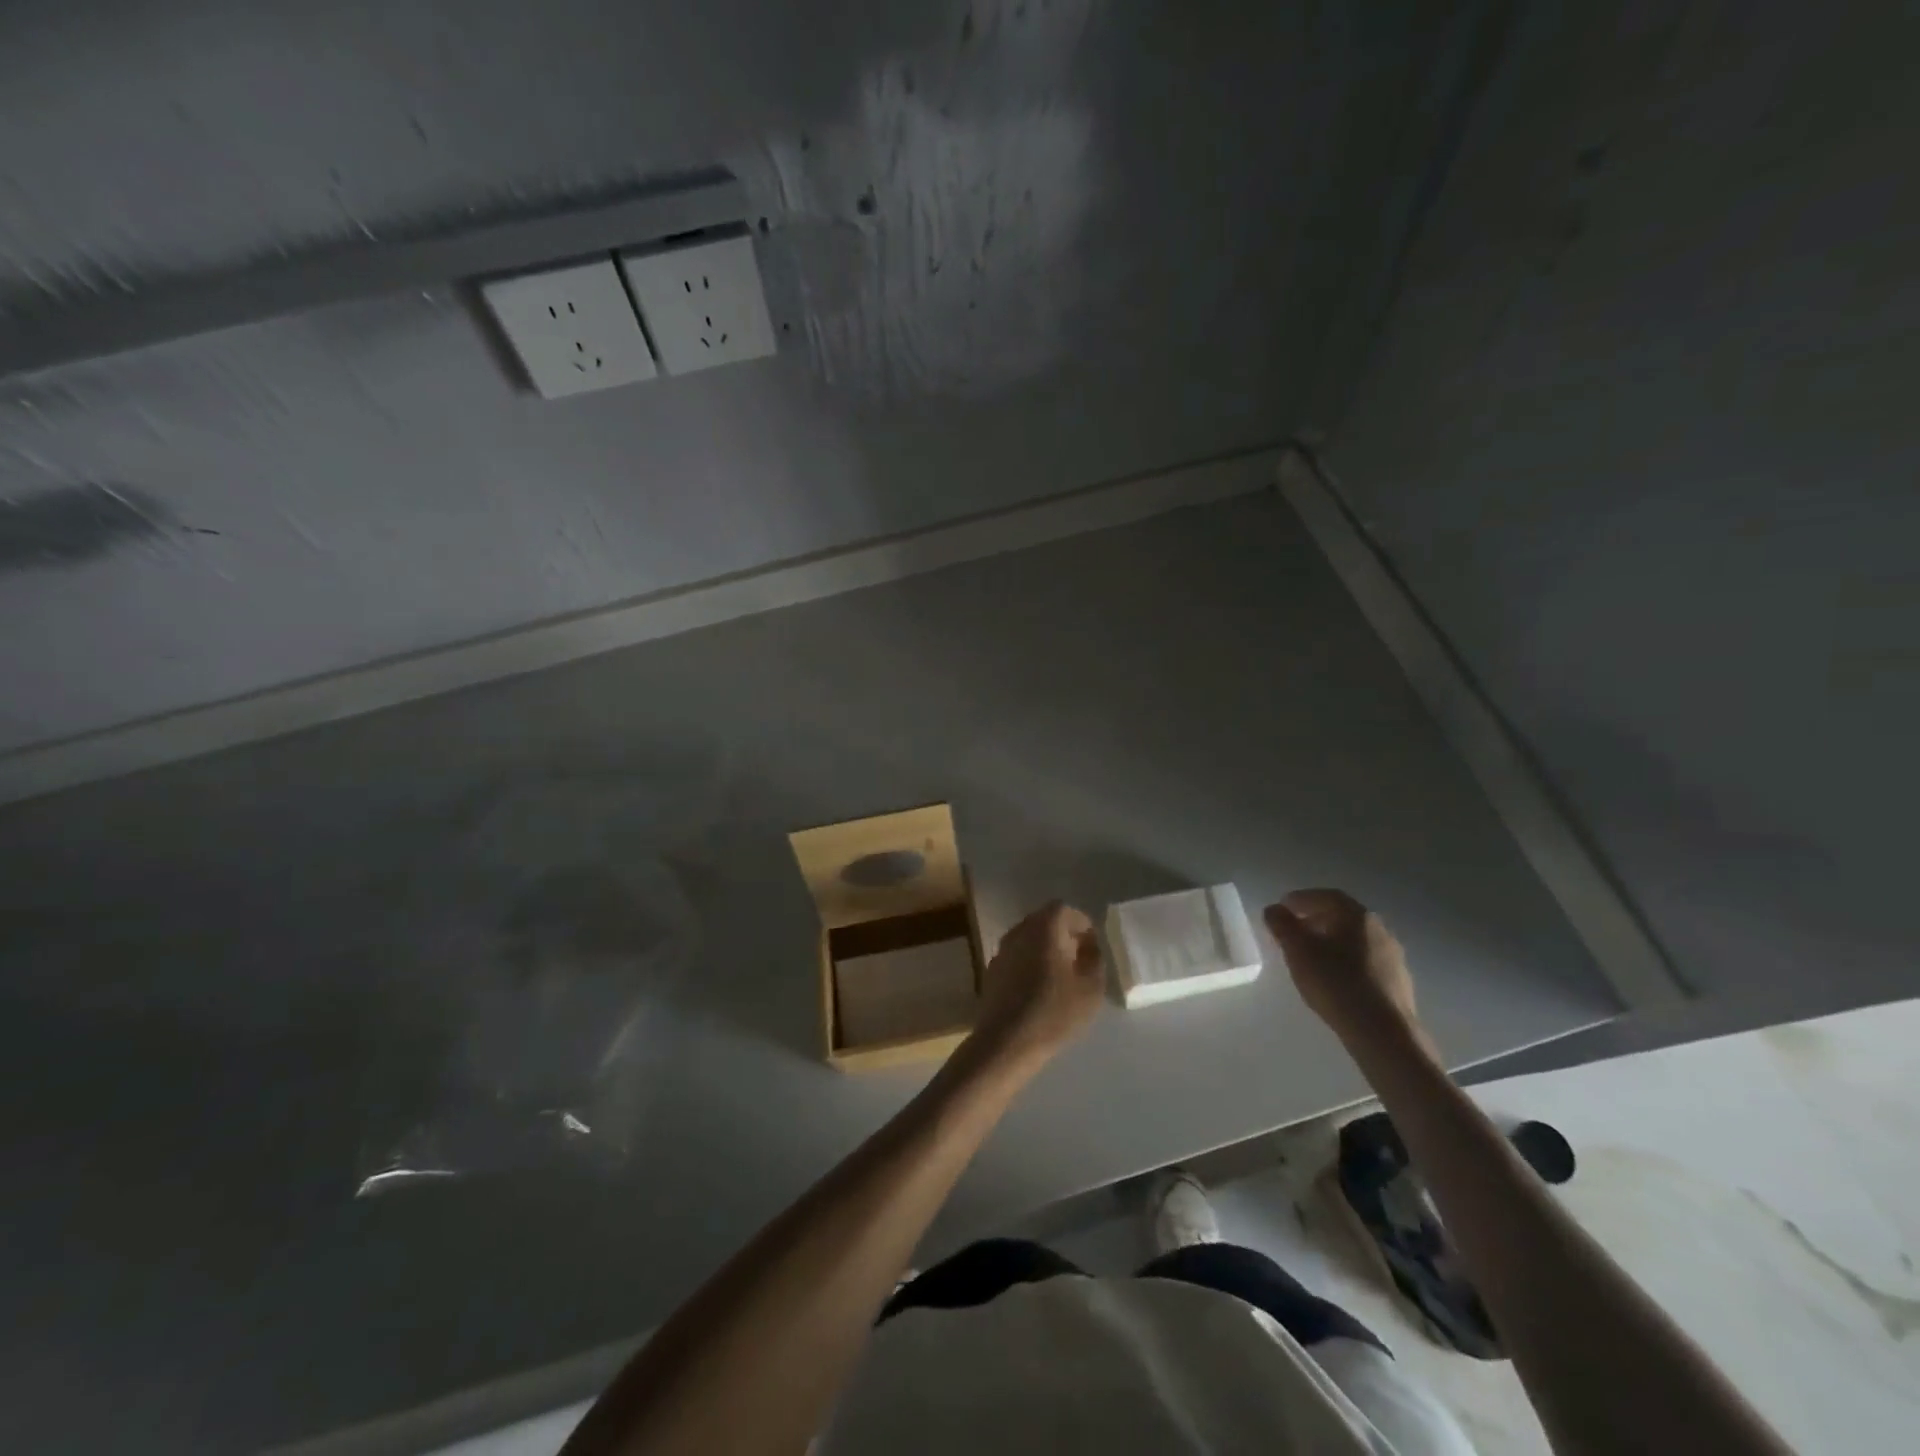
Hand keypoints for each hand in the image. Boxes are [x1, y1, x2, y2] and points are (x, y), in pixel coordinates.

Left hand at [971, 900, 1104, 1065]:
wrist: (1006, 1042)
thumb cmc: (1054, 1012)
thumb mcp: (1091, 988)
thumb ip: (1095, 960)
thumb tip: (1089, 947)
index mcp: (1044, 928)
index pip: (1064, 909)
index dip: (1081, 924)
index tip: (1092, 947)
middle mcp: (1019, 931)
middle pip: (1044, 921)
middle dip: (1064, 935)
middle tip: (1080, 959)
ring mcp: (1002, 950)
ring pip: (1029, 939)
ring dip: (1046, 949)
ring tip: (1062, 976)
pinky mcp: (992, 971)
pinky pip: (1017, 956)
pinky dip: (1030, 963)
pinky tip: (1039, 989)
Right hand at [1264, 889, 1419, 1047]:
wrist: (1383, 1033)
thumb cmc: (1336, 982)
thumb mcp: (1298, 950)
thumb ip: (1282, 925)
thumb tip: (1274, 909)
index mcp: (1358, 916)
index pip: (1327, 896)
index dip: (1302, 899)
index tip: (1282, 908)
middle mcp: (1380, 930)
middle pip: (1343, 917)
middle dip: (1315, 920)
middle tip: (1293, 931)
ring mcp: (1393, 958)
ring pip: (1355, 941)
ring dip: (1331, 942)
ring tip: (1310, 957)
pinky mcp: (1398, 984)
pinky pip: (1366, 962)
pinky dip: (1346, 962)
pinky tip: (1334, 979)